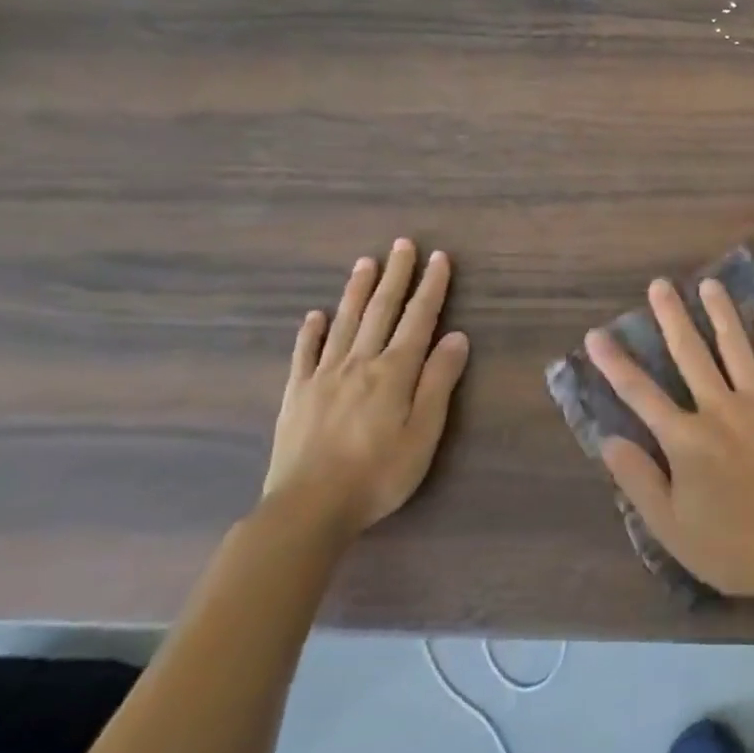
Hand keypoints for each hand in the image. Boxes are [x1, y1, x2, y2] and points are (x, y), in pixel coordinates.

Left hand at [265, 240, 469, 535]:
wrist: (309, 508)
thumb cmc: (378, 474)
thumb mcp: (424, 433)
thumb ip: (439, 382)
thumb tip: (456, 337)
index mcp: (394, 372)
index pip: (418, 319)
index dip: (431, 287)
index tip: (439, 258)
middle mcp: (359, 363)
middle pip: (380, 311)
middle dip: (395, 276)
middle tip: (402, 244)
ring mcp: (323, 376)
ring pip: (344, 323)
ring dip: (357, 290)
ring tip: (365, 263)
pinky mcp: (297, 395)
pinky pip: (305, 354)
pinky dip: (311, 331)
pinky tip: (315, 316)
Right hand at [585, 278, 753, 601]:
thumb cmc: (734, 546)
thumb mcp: (671, 527)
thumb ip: (638, 480)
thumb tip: (608, 440)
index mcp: (685, 439)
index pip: (640, 394)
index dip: (616, 363)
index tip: (598, 333)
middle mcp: (718, 409)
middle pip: (689, 354)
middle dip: (671, 317)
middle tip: (660, 284)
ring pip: (734, 346)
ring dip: (720, 313)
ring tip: (709, 282)